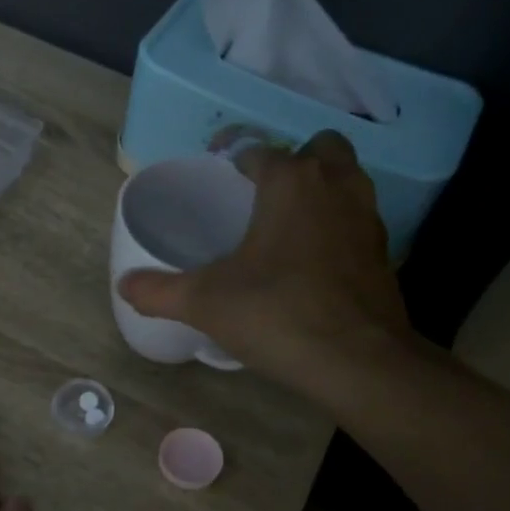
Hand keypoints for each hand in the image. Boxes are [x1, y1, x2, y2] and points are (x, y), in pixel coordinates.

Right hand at [117, 132, 418, 396]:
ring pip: (347, 182)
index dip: (239, 162)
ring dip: (322, 192)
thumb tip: (124, 285)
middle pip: (320, 150)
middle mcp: (336, 186)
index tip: (224, 181)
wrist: (357, 360)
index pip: (262, 152)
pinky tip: (315, 265)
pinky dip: (339, 230)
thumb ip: (159, 291)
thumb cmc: (276, 313)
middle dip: (295, 163)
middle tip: (265, 198)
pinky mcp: (385, 253)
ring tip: (288, 229)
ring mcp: (367, 218)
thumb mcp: (205, 303)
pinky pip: (358, 222)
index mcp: (291, 182)